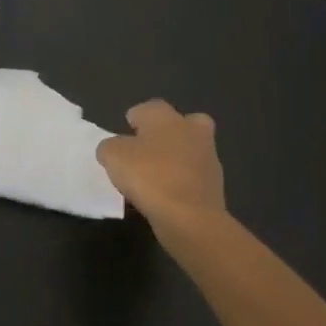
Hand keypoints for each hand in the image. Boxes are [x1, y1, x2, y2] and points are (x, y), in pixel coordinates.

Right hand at [96, 100, 228, 256]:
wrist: (190, 217)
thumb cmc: (148, 176)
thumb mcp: (112, 156)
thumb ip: (109, 146)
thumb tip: (114, 149)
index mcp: (165, 116)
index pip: (146, 108)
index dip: (133, 122)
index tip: (123, 141)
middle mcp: (190, 128)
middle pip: (177, 123)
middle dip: (164, 134)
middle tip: (145, 152)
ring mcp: (208, 156)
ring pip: (188, 150)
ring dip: (174, 159)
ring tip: (153, 179)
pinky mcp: (215, 183)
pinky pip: (192, 176)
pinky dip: (181, 182)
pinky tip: (165, 197)